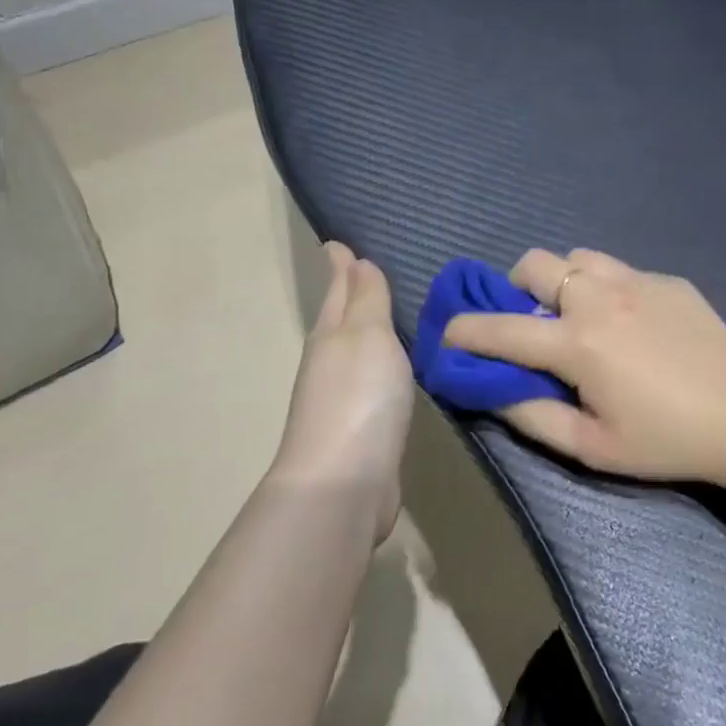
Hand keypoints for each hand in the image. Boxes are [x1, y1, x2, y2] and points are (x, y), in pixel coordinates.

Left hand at [271, 243, 413, 543]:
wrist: (344, 484)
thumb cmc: (359, 398)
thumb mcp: (367, 335)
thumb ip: (366, 298)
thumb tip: (354, 259)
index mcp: (329, 334)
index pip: (338, 288)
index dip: (340, 264)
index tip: (337, 241)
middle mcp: (329, 361)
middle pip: (341, 317)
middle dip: (352, 293)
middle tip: (369, 268)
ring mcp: (341, 398)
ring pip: (356, 350)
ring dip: (368, 330)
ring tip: (390, 313)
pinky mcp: (359, 429)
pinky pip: (372, 382)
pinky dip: (381, 366)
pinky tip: (396, 368)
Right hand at [442, 248, 725, 485]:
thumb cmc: (665, 441)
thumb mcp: (592, 448)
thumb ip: (532, 416)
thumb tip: (492, 389)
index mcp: (577, 343)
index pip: (500, 328)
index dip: (463, 331)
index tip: (447, 334)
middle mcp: (599, 298)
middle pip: (532, 264)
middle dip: (516, 290)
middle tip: (533, 324)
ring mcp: (637, 281)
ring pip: (576, 258)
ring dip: (562, 282)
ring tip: (581, 317)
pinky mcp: (667, 280)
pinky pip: (620, 270)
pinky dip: (607, 289)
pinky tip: (632, 324)